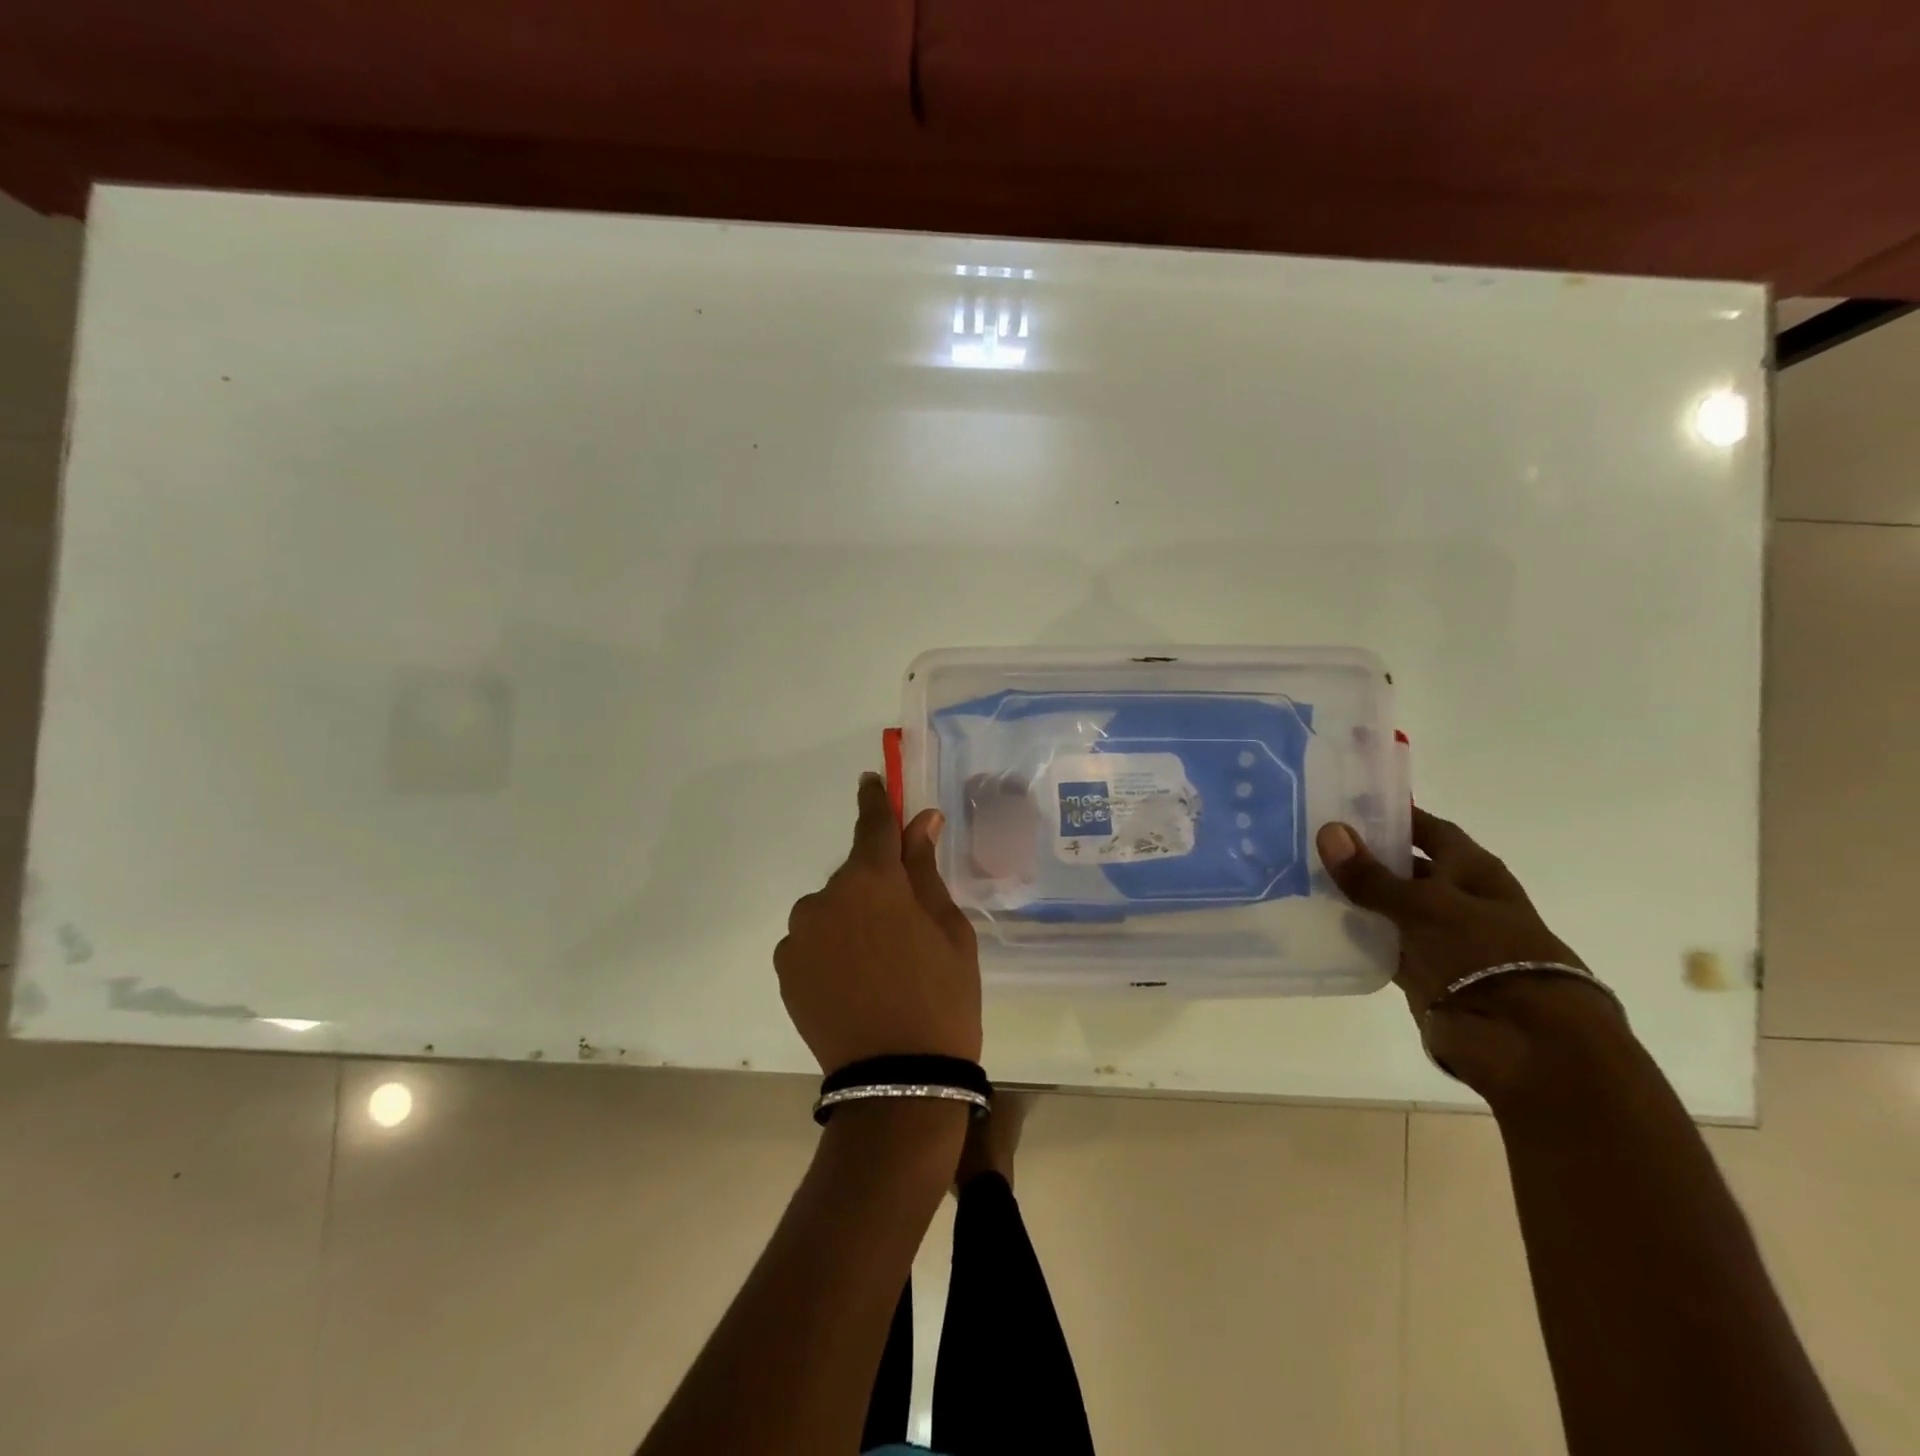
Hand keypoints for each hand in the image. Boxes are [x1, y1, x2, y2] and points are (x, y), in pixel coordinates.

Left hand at [776, 774, 981, 1073]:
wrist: (898, 1080)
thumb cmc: (940, 997)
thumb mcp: (949, 929)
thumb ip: (925, 869)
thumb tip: (921, 821)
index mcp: (872, 880)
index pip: (873, 825)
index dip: (876, 800)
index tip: (871, 779)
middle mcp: (825, 897)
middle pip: (854, 875)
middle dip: (876, 885)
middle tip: (905, 924)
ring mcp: (798, 934)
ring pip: (831, 909)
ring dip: (851, 919)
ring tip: (880, 964)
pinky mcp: (784, 968)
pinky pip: (812, 940)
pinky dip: (831, 947)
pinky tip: (854, 981)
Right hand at [1317, 808, 1621, 1093]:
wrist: (1522, 1040)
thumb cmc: (1485, 954)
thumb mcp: (1424, 905)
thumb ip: (1372, 875)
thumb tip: (1328, 831)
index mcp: (1473, 871)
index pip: (1430, 830)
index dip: (1396, 815)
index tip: (1349, 802)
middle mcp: (1457, 898)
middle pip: (1406, 868)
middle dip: (1367, 856)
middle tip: (1313, 839)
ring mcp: (1439, 937)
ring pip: (1389, 907)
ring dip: (1357, 897)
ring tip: (1304, 877)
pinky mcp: (1423, 972)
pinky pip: (1381, 945)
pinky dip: (1357, 936)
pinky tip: (1319, 923)